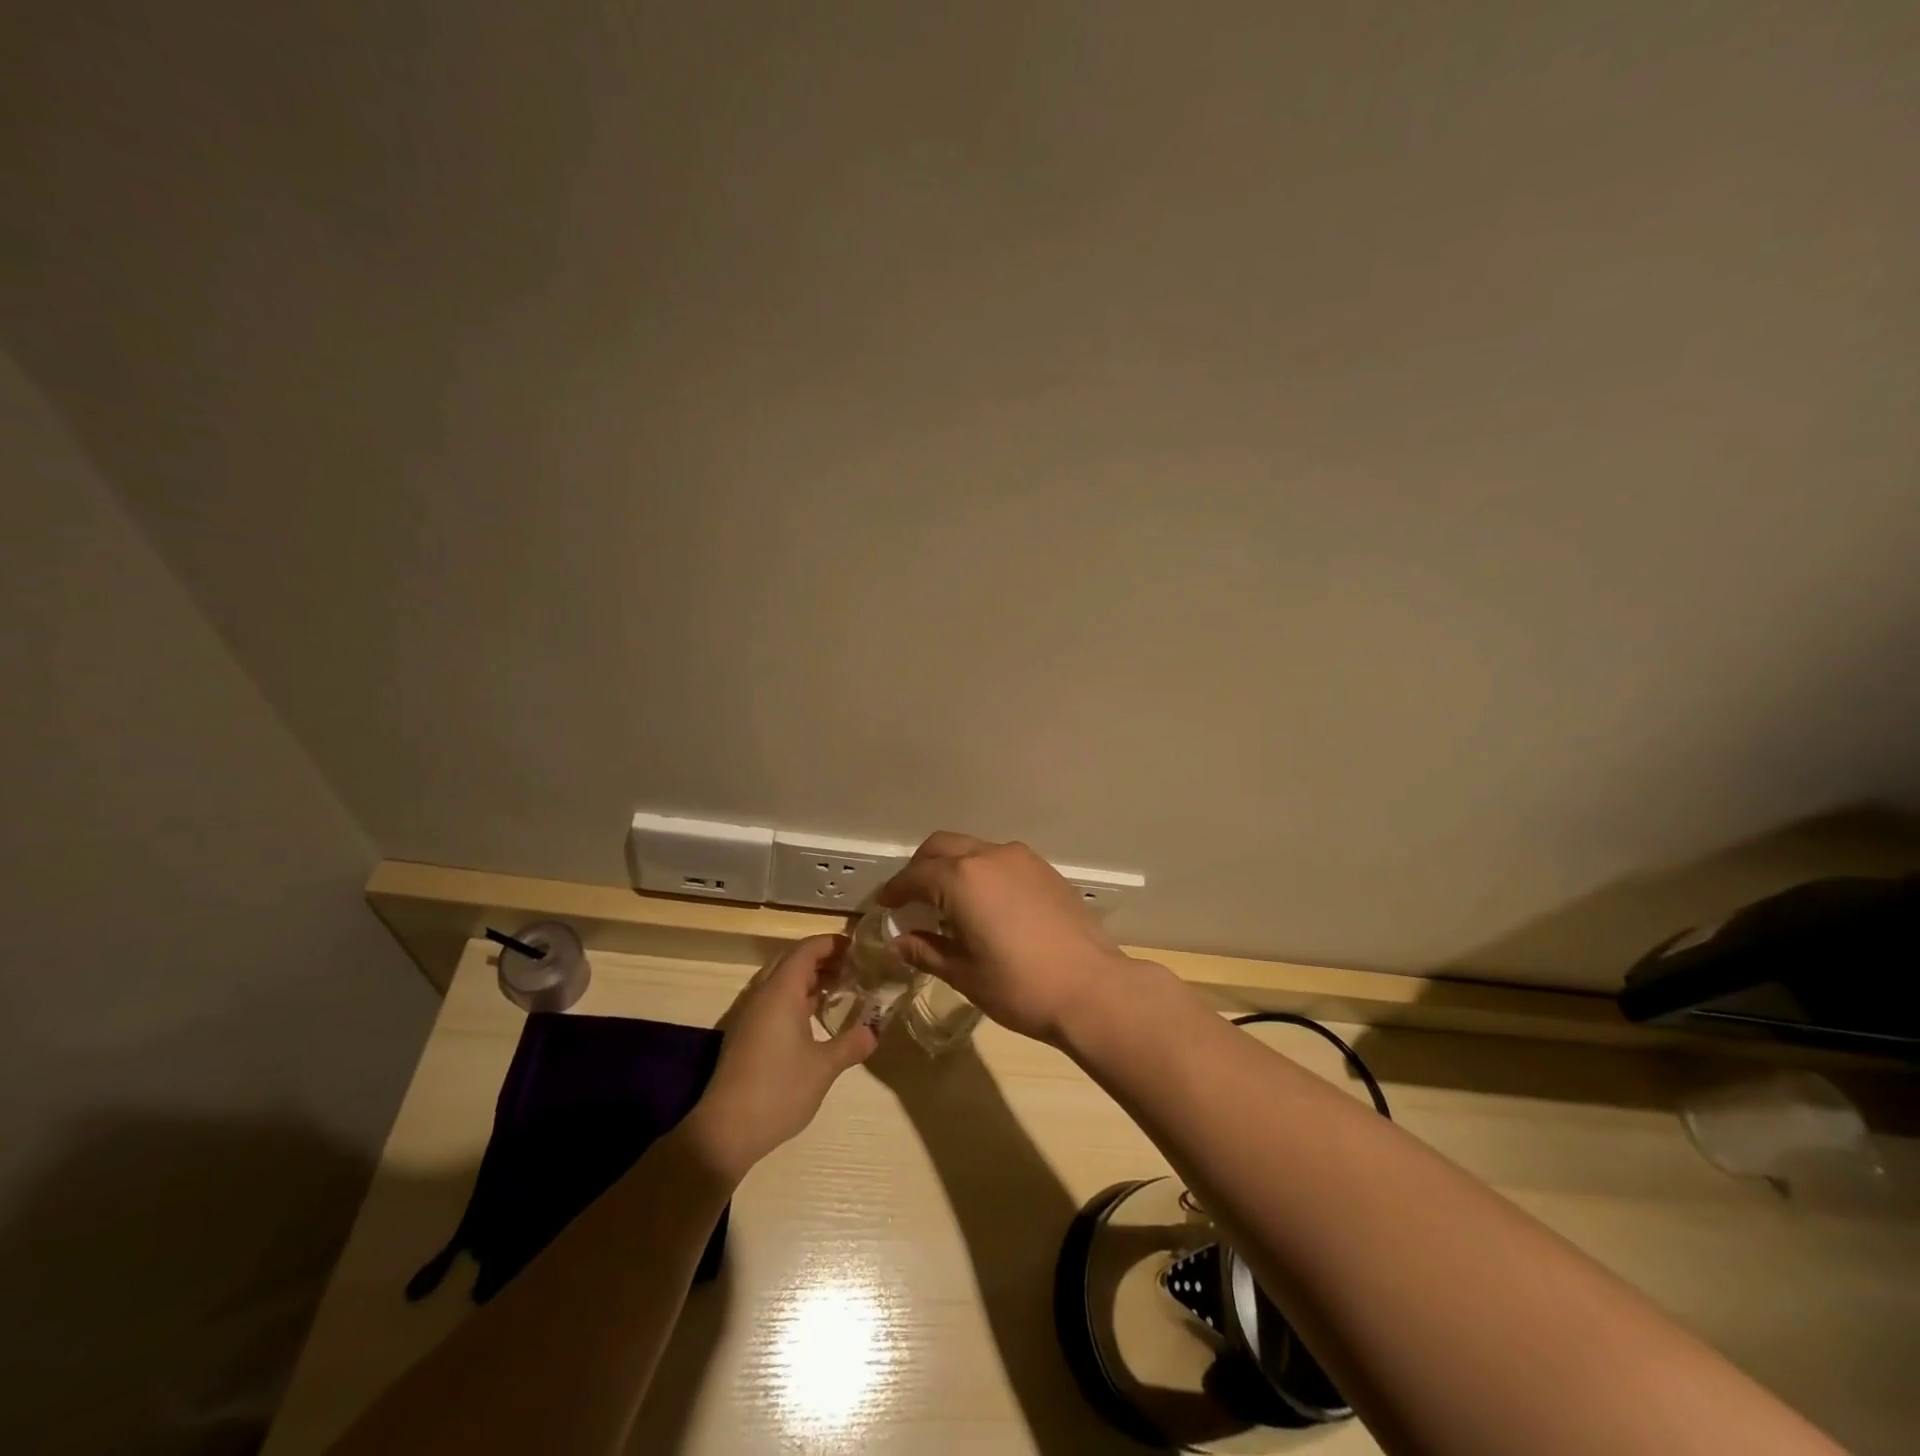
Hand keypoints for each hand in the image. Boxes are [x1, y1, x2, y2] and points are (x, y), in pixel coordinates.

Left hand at [683, 935, 876, 1178]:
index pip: (807, 950)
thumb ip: (851, 1043)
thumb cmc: (778, 1090)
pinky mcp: (745, 1034)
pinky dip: (796, 997)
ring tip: (840, 988)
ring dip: (808, 978)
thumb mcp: (824, 1067)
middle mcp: (763, 995)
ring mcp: (750, 1015)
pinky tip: (814, 1017)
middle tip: (853, 966)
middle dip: (822, 958)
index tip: (858, 947)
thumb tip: (875, 1030)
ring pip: (781, 980)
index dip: (832, 943)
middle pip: (792, 960)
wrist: (726, 1130)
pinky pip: (773, 1000)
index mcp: (781, 992)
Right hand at [877, 832, 1131, 1044]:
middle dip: (920, 868)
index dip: (895, 891)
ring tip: (948, 901)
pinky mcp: (1044, 869)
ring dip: (952, 866)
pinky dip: (980, 871)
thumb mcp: (964, 974)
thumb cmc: (1019, 986)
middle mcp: (988, 857)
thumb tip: (898, 943)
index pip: (915, 877)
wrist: (1091, 988)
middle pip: (941, 847)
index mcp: (961, 879)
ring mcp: (1020, 859)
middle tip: (911, 898)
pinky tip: (985, 903)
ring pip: (972, 849)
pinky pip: (999, 859)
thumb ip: (926, 950)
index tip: (885, 906)